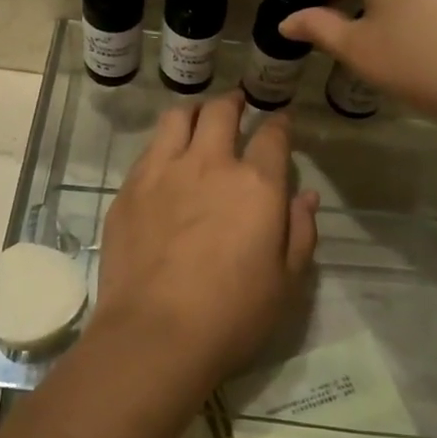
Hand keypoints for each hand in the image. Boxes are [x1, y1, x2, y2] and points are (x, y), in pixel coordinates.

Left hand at [88, 93, 318, 389]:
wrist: (155, 334)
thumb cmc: (232, 314)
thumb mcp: (286, 281)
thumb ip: (300, 231)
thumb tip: (306, 195)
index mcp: (256, 184)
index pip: (272, 136)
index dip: (278, 124)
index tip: (280, 122)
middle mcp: (209, 164)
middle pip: (221, 112)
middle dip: (233, 103)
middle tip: (237, 105)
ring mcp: (163, 172)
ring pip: (178, 118)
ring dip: (194, 112)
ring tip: (199, 119)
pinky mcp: (130, 188)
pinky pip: (149, 148)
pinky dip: (164, 141)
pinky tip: (166, 156)